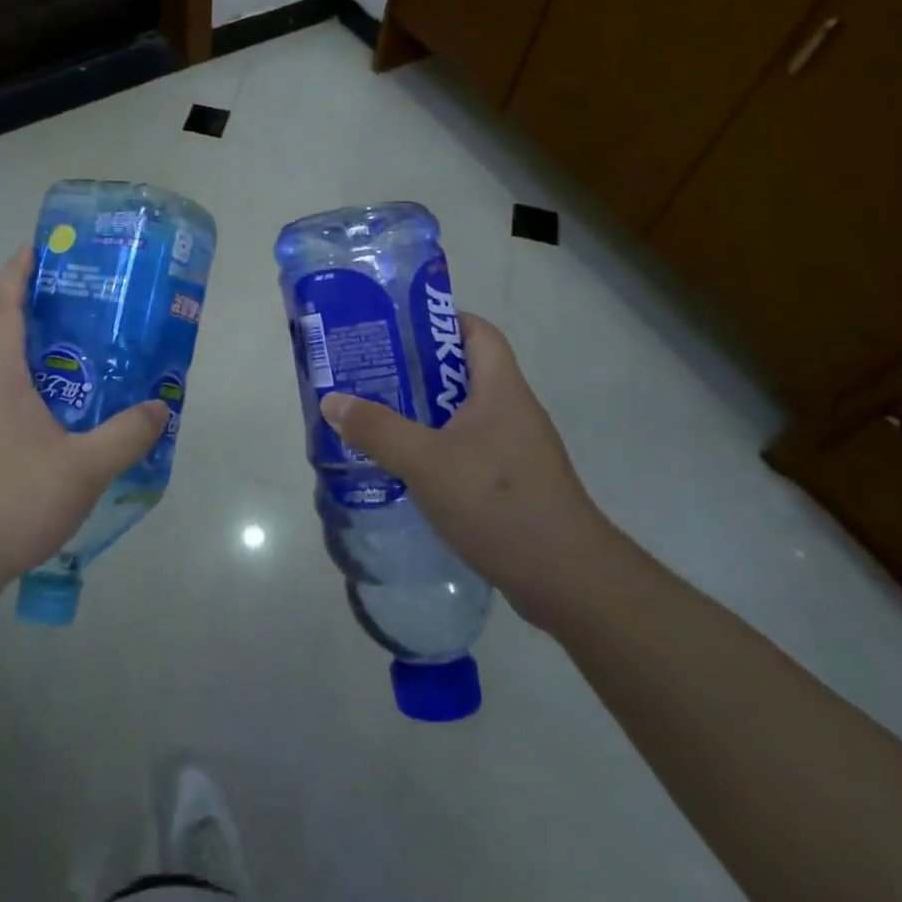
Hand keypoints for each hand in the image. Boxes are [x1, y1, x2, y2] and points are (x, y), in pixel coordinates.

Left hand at [0, 247, 167, 651]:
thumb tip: (162, 406)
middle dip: (23, 299)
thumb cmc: (12, 500)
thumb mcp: (84, 468)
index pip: (3, 301)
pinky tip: (42, 401)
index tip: (43, 246)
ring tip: (63, 341)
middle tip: (71, 294)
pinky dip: (9, 374)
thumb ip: (127, 434)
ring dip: (15, 339)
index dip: (20, 268)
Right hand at [321, 311, 620, 629]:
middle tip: (370, 374)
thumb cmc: (499, 503)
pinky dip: (437, 450)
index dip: (440, 320)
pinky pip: (468, 450)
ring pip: (462, 415)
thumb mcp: (426, 462)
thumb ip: (377, 429)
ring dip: (423, 414)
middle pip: (463, 372)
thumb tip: (333, 401)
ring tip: (376, 418)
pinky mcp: (514, 484)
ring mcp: (516, 450)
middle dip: (416, 370)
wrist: (568, 581)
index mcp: (500, 389)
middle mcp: (512, 411)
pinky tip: (406, 468)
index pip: (477, 332)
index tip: (395, 329)